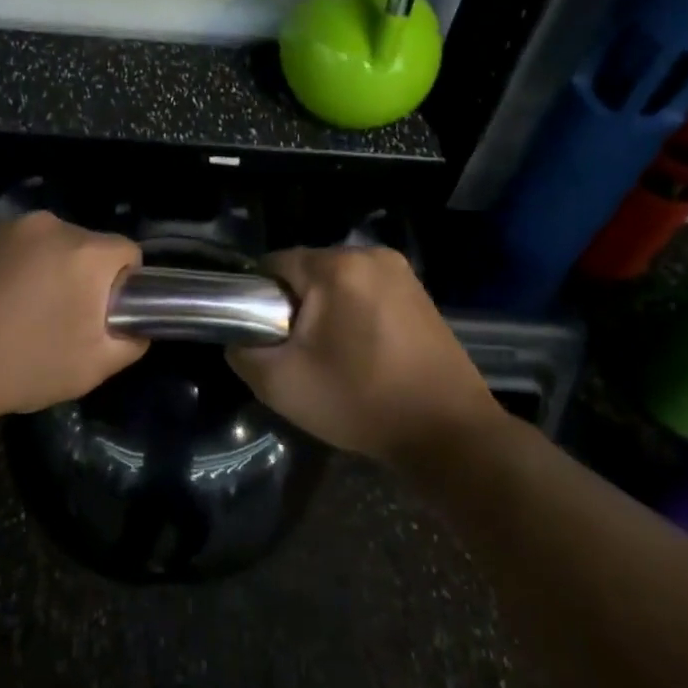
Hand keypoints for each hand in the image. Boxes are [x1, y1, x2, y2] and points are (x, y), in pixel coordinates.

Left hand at [0, 212, 146, 431]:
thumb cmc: (20, 367)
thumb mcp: (91, 368)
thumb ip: (130, 342)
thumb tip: (136, 327)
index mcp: (84, 251)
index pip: (127, 253)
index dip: (123, 285)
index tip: (101, 317)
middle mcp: (48, 225)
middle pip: (85, 247)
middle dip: (81, 278)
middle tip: (59, 322)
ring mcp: (4, 227)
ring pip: (45, 246)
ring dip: (44, 271)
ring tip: (18, 316)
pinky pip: (9, 248)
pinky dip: (9, 269)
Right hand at [230, 246, 503, 463]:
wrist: (448, 433)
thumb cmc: (360, 402)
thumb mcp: (281, 385)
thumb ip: (243, 352)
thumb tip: (238, 336)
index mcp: (337, 266)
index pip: (274, 264)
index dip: (259, 299)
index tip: (266, 336)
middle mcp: (370, 254)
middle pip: (308, 270)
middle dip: (295, 304)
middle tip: (299, 352)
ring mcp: (400, 271)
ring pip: (338, 280)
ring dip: (326, 309)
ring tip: (332, 354)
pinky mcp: (419, 291)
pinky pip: (367, 290)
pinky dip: (355, 312)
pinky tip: (362, 350)